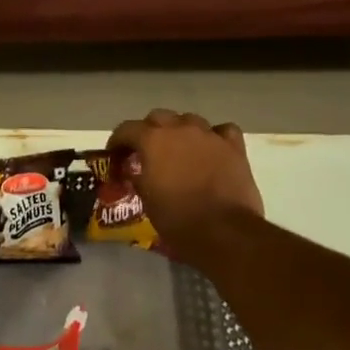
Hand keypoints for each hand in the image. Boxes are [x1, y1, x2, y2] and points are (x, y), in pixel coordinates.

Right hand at [107, 109, 264, 250]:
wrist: (224, 232)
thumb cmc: (177, 218)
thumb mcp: (146, 199)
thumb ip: (138, 177)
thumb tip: (136, 172)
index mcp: (152, 140)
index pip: (127, 129)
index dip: (117, 141)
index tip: (114, 155)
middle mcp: (180, 129)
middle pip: (158, 117)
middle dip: (148, 131)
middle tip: (146, 152)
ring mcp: (209, 136)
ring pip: (190, 120)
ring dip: (180, 131)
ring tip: (179, 150)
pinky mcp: (234, 148)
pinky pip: (222, 131)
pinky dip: (214, 137)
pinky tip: (211, 149)